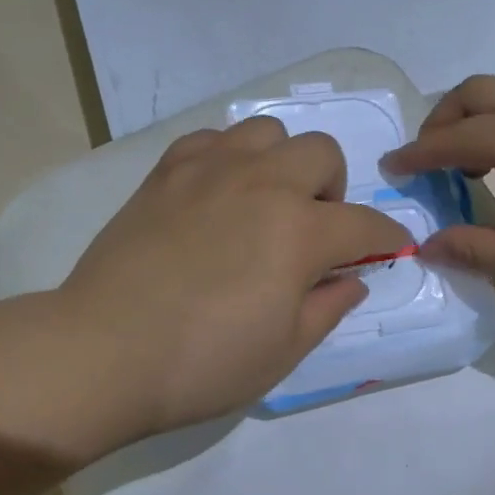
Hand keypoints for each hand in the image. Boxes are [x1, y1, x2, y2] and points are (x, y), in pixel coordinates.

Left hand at [57, 117, 410, 438]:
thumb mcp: (284, 352)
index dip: (386, 237)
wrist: (104, 351)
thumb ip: (329, 307)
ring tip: (265, 202)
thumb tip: (353, 279)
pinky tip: (217, 192)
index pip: (364, 223)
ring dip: (282, 162)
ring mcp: (211, 169)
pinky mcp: (167, 171)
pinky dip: (228, 157)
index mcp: (300, 231)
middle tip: (312, 231)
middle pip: (322, 153)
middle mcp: (263, 184)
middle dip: (333, 189)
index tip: (390, 248)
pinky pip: (212, 138)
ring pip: (268, 131)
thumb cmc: (203, 363)